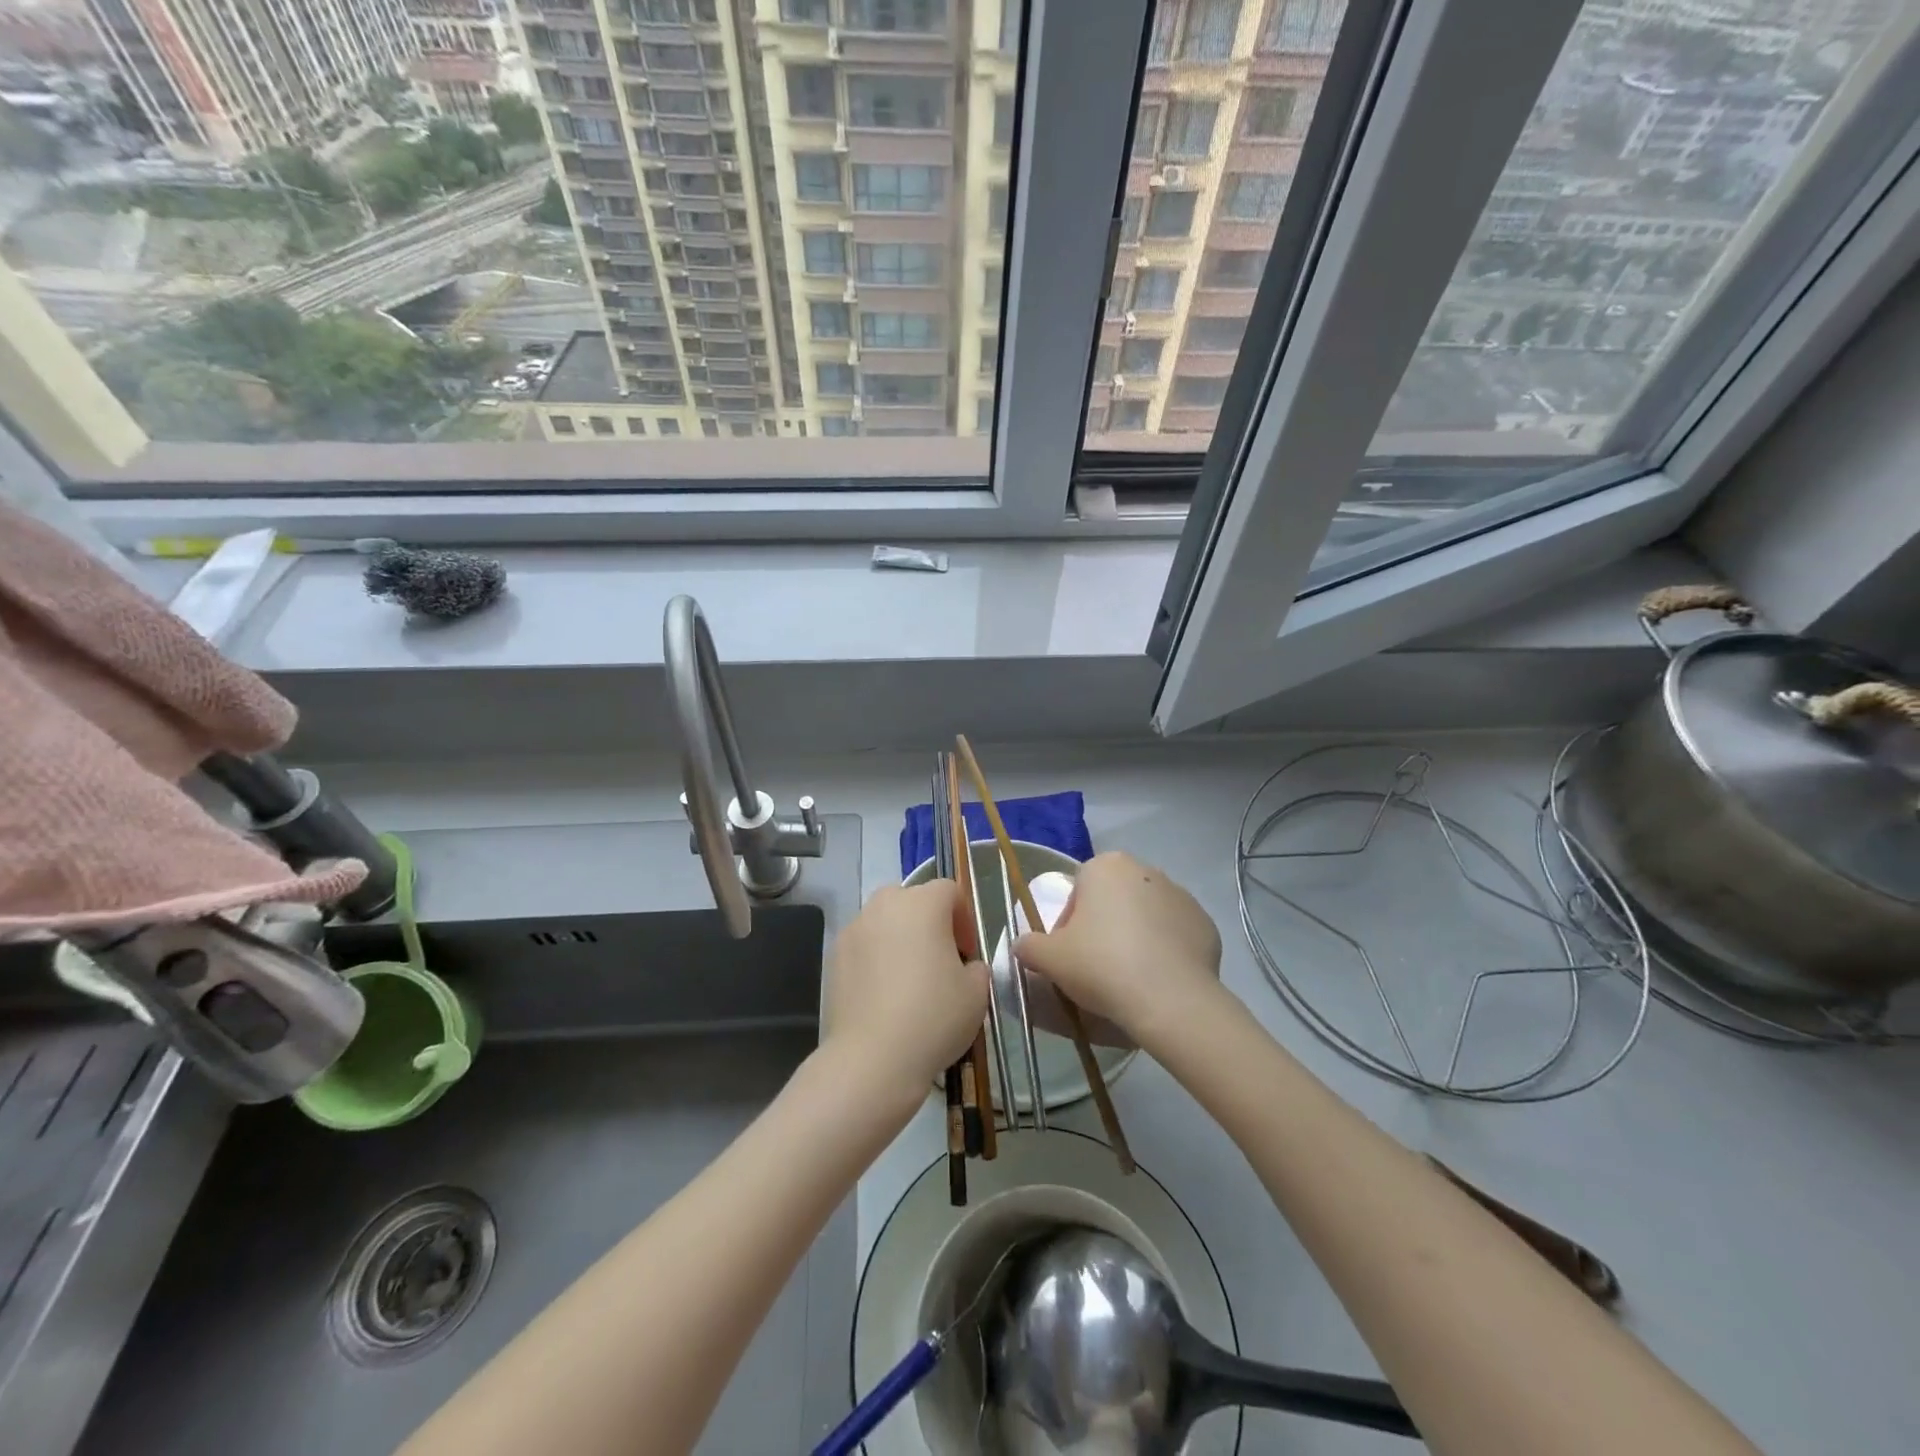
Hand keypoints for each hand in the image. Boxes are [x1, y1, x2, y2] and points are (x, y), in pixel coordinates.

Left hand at [822, 881, 989, 1104]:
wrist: (872, 1059)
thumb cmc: (933, 1016)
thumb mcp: (977, 993)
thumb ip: (977, 968)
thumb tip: (967, 967)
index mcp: (923, 904)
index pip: (949, 890)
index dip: (964, 917)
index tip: (968, 952)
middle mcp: (884, 906)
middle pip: (912, 899)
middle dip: (929, 922)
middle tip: (941, 959)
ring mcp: (854, 930)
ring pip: (884, 921)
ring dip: (900, 938)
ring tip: (910, 979)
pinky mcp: (834, 957)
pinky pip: (863, 946)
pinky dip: (876, 959)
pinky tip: (884, 995)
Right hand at [1013, 852, 1222, 1050]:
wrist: (1170, 999)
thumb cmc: (1101, 965)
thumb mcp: (1049, 959)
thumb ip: (1028, 946)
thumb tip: (1022, 946)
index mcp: (1106, 867)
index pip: (1077, 892)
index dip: (1069, 925)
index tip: (1071, 956)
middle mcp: (1145, 870)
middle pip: (1112, 900)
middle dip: (1103, 928)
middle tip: (1097, 968)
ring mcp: (1181, 896)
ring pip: (1145, 916)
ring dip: (1134, 938)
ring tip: (1129, 979)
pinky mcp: (1206, 924)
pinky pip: (1175, 936)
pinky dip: (1165, 952)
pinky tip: (1157, 981)